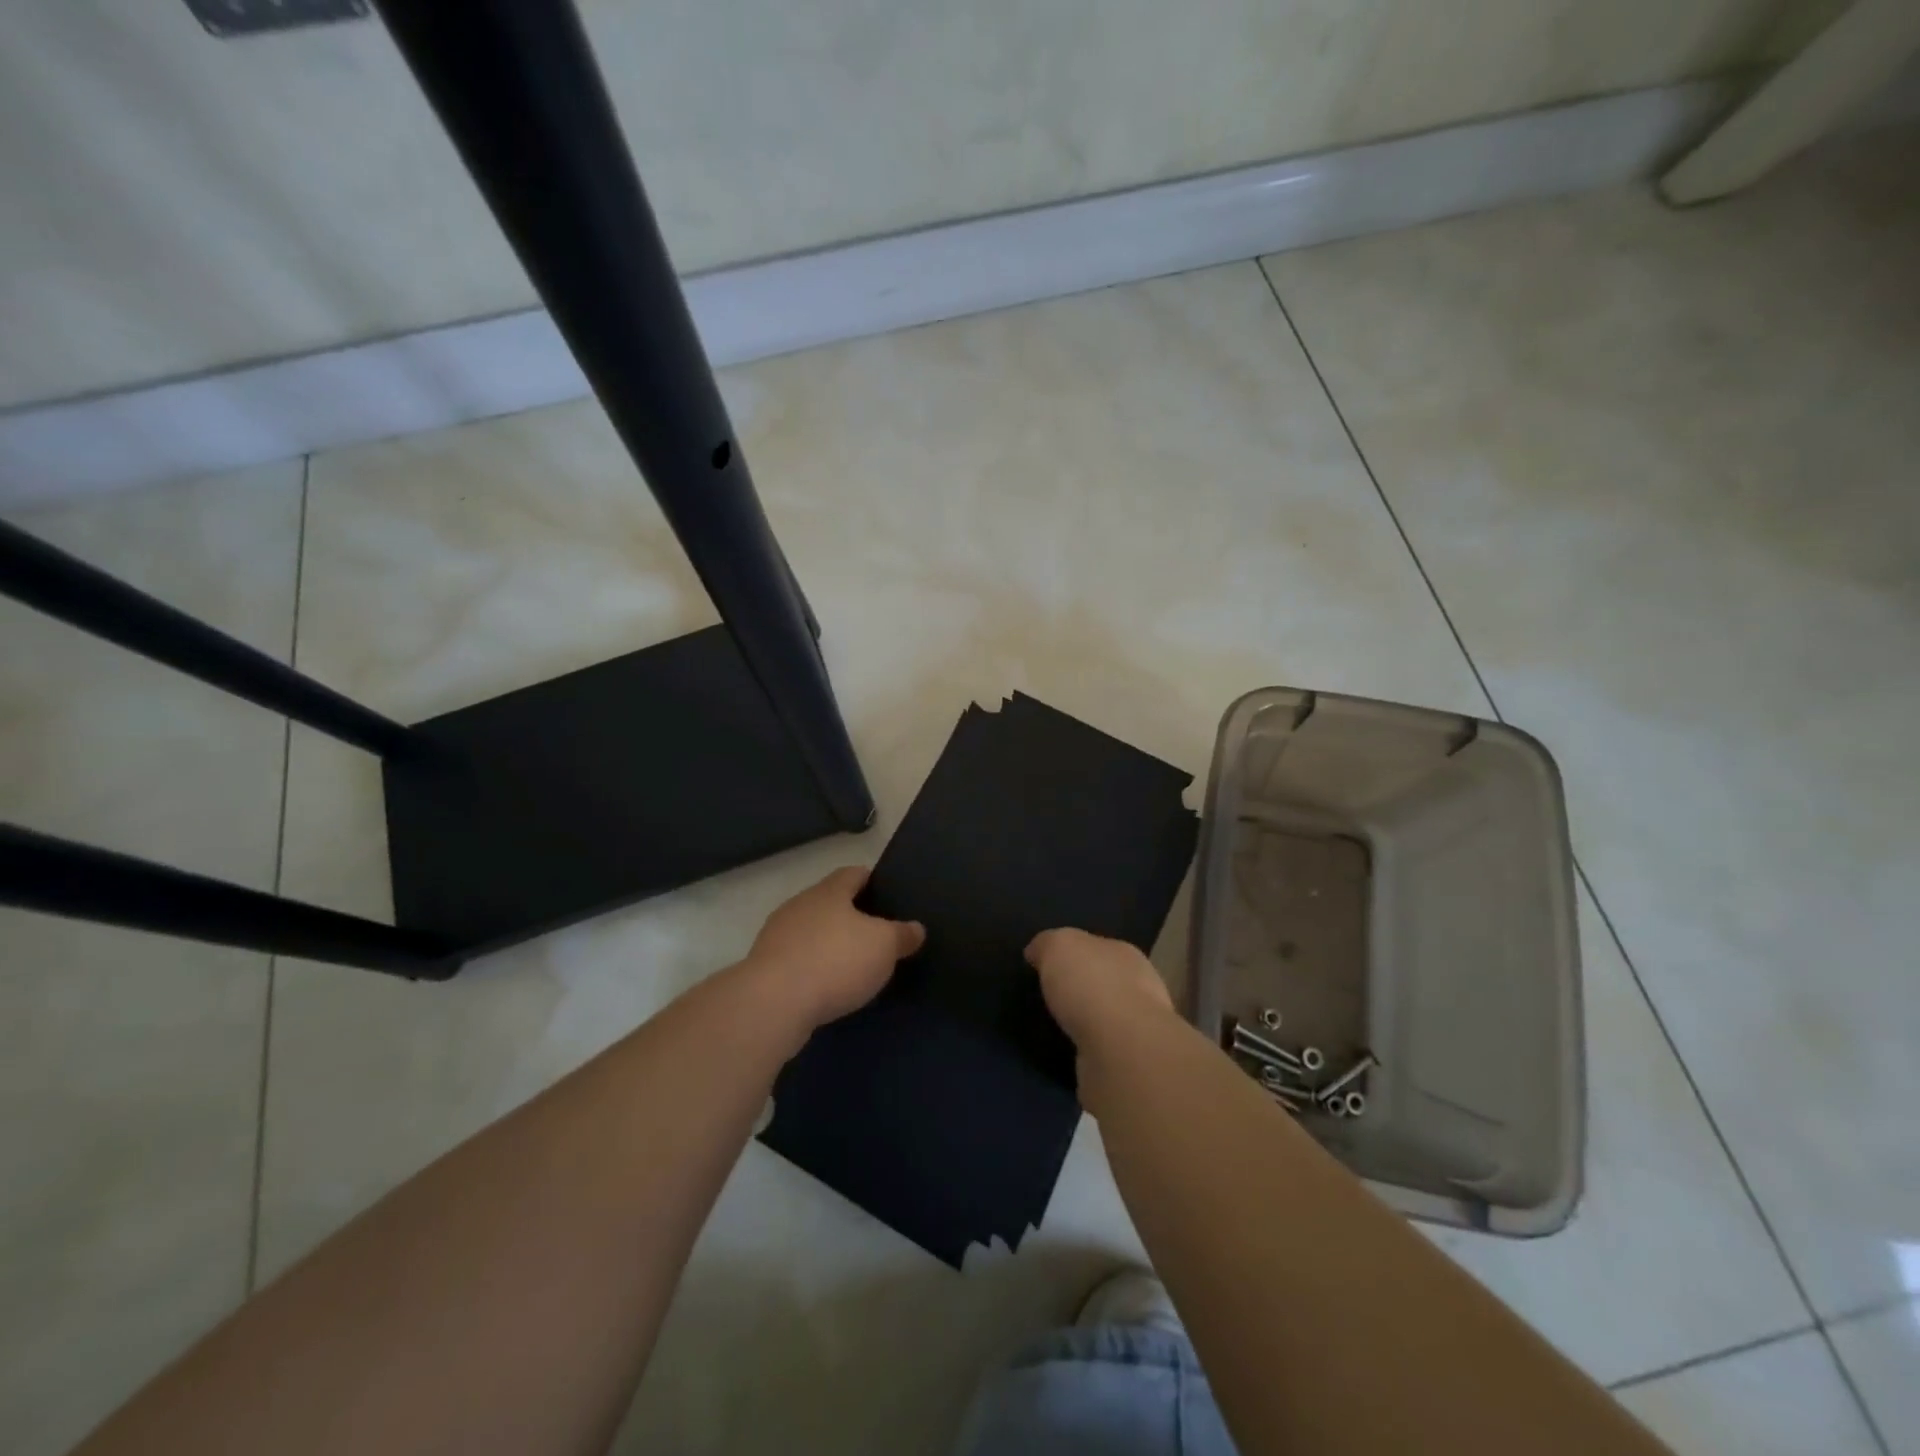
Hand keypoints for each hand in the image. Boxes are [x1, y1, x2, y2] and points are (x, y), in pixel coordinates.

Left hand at [745, 866, 924, 1027]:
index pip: (853, 873)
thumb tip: (916, 928)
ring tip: (853, 965)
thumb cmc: (835, 961)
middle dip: (850, 915)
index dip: (872, 880)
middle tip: (876, 934)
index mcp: (829, 891)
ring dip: (828, 944)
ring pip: (811, 931)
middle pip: (830, 902)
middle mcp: (800, 905)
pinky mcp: (764, 967)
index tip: (888, 894)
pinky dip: (813, 969)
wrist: (773, 1003)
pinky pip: (797, 960)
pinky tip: (827, 988)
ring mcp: (777, 936)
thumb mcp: (884, 946)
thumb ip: (902, 934)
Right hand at [1025, 927, 1173, 1049]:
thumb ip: (1047, 944)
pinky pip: (1101, 1050)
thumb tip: (1036, 951)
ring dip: (1085, 1023)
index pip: (1097, 948)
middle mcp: (1138, 988)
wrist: (1121, 1050)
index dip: (1073, 954)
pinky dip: (1086, 1050)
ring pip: (1104, 1019)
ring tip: (1054, 1028)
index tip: (1048, 966)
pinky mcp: (1130, 1064)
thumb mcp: (1058, 946)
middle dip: (1081, 989)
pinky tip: (1067, 1053)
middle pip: (1103, 982)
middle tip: (1049, 998)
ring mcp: (1137, 1029)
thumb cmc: (1091, 985)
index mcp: (1124, 954)